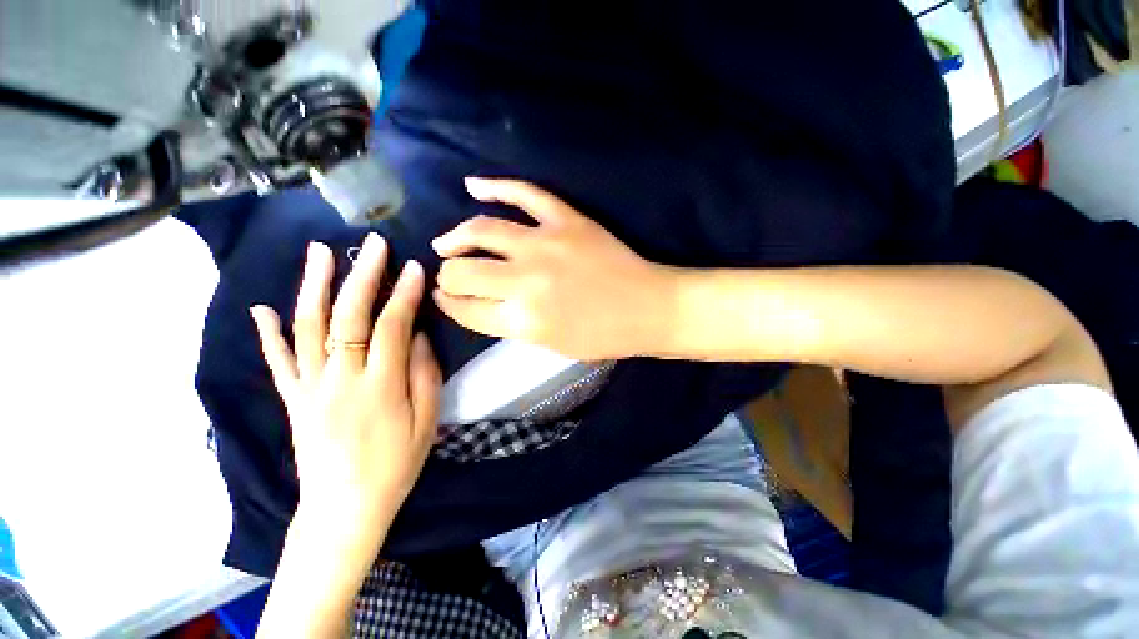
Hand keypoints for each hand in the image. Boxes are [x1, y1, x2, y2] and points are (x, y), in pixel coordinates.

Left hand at [250, 234, 440, 537]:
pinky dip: (268, 332)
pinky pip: (277, 361)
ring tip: (319, 252)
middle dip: (362, 275)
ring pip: (307, 327)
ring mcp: (309, 387)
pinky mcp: (292, 399)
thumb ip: (424, 375)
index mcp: (379, 386)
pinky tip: (263, 307)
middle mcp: (339, 379)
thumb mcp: (426, 422)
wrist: (344, 508)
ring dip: (313, 285)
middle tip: (372, 244)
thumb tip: (418, 336)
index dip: (403, 293)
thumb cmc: (396, 465)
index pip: (392, 325)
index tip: (413, 267)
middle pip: (348, 316)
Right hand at [432, 178, 674, 360]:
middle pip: (463, 270)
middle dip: (448, 276)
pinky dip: (495, 186)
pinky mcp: (566, 219)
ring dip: (455, 237)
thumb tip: (479, 302)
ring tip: (445, 242)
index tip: (444, 297)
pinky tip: (473, 186)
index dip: (449, 303)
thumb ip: (511, 324)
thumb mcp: (550, 345)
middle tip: (449, 275)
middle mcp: (525, 281)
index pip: (465, 308)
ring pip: (481, 230)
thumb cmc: (603, 337)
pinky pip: (523, 193)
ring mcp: (545, 243)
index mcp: (523, 321)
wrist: (647, 307)